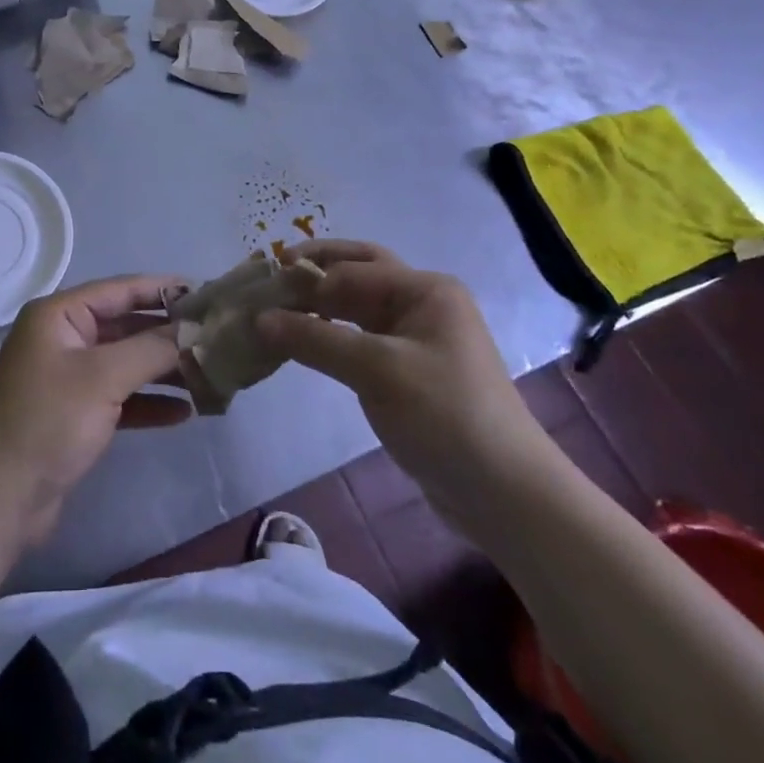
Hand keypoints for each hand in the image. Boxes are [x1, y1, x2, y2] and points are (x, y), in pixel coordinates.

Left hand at [0, 275, 191, 547]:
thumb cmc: (47, 422)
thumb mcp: (103, 377)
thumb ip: (152, 348)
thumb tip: (195, 329)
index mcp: (60, 315)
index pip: (121, 290)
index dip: (164, 289)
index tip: (208, 293)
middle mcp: (63, 338)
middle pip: (126, 326)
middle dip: (169, 334)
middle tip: (217, 338)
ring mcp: (68, 378)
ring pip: (126, 363)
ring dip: (164, 369)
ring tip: (210, 376)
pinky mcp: (75, 415)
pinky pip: (120, 397)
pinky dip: (148, 402)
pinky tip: (184, 412)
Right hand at [255, 241, 553, 531]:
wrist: (504, 492)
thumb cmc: (444, 415)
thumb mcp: (376, 371)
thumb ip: (315, 340)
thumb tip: (259, 318)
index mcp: (424, 290)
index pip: (351, 270)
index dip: (305, 278)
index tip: (259, 290)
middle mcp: (422, 303)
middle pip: (358, 274)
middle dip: (315, 272)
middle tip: (270, 277)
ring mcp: (417, 338)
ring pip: (357, 308)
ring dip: (320, 306)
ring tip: (276, 310)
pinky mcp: (409, 371)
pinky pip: (361, 339)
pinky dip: (331, 336)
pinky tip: (303, 343)